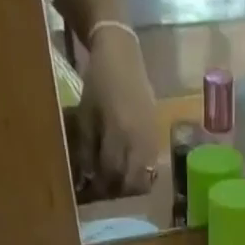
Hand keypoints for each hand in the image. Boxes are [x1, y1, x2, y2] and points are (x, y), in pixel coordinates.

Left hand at [71, 28, 159, 199]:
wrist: (123, 55)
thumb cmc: (99, 82)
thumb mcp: (86, 114)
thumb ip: (86, 148)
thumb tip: (87, 178)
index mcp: (119, 132)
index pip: (111, 173)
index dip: (100, 186)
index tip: (90, 190)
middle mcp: (139, 141)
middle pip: (130, 183)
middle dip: (115, 190)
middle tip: (103, 187)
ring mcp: (152, 142)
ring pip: (143, 181)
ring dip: (128, 186)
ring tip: (116, 181)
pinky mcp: (158, 140)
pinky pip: (151, 170)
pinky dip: (139, 176)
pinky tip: (128, 169)